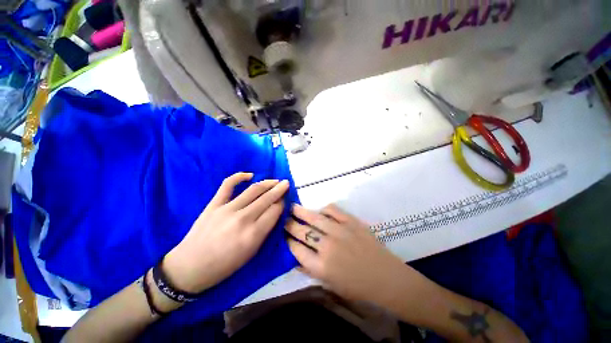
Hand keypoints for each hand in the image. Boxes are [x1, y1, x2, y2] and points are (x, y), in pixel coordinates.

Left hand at [164, 172, 288, 292]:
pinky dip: (239, 176)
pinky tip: (250, 175)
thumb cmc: (225, 265)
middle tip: (286, 183)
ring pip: (253, 190)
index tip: (284, 200)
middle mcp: (243, 219)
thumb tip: (274, 212)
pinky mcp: (214, 204)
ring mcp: (227, 209)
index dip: (282, 203)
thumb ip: (265, 230)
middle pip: (267, 198)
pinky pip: (228, 185)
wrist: (191, 267)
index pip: (275, 211)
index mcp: (253, 234)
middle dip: (279, 189)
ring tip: (275, 180)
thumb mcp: (251, 253)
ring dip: (267, 183)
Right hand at [285, 204, 414, 305]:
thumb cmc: (357, 287)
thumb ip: (311, 270)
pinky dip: (324, 209)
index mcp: (321, 266)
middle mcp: (327, 246)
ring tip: (293, 207)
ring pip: (314, 218)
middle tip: (283, 218)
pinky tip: (320, 211)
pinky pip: (333, 210)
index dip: (288, 241)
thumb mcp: (330, 285)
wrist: (386, 277)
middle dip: (290, 224)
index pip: (296, 249)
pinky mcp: (351, 222)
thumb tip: (295, 258)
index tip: (283, 235)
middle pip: (302, 231)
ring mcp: (339, 231)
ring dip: (301, 212)